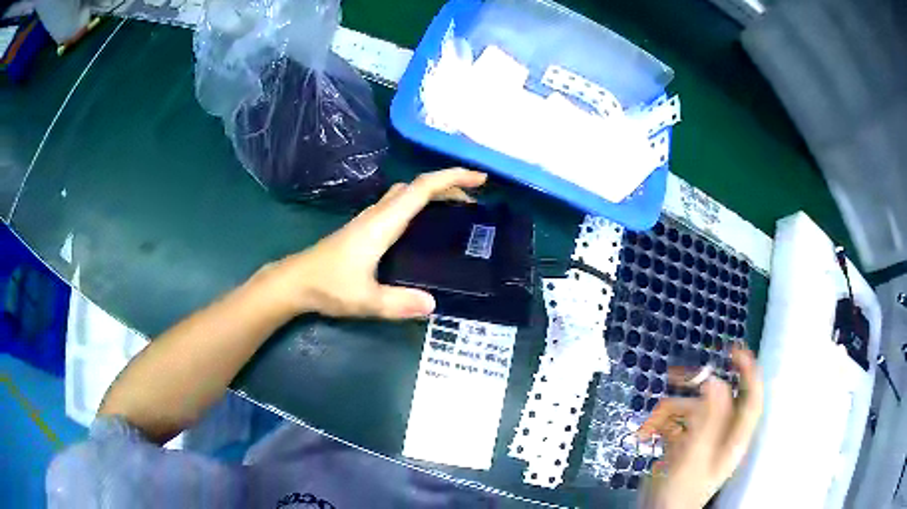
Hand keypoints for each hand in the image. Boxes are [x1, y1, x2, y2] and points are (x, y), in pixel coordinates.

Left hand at [263, 168, 487, 319]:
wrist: (295, 281)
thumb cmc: (328, 286)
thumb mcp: (365, 300)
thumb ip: (399, 303)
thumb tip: (434, 305)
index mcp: (382, 224)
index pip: (421, 190)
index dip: (452, 179)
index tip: (479, 179)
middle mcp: (378, 215)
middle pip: (416, 186)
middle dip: (448, 184)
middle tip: (475, 198)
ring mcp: (370, 219)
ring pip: (406, 194)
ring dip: (433, 193)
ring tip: (458, 208)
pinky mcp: (365, 228)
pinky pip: (399, 205)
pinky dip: (420, 204)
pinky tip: (426, 224)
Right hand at [636, 346, 762, 508]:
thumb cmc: (681, 490)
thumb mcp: (696, 455)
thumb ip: (709, 418)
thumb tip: (716, 380)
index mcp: (734, 438)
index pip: (752, 399)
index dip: (749, 372)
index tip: (735, 350)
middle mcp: (722, 435)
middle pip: (718, 400)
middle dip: (697, 389)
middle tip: (677, 377)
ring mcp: (702, 441)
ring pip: (692, 411)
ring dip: (669, 413)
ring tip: (649, 426)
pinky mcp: (684, 446)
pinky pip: (676, 424)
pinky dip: (661, 425)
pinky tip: (648, 434)